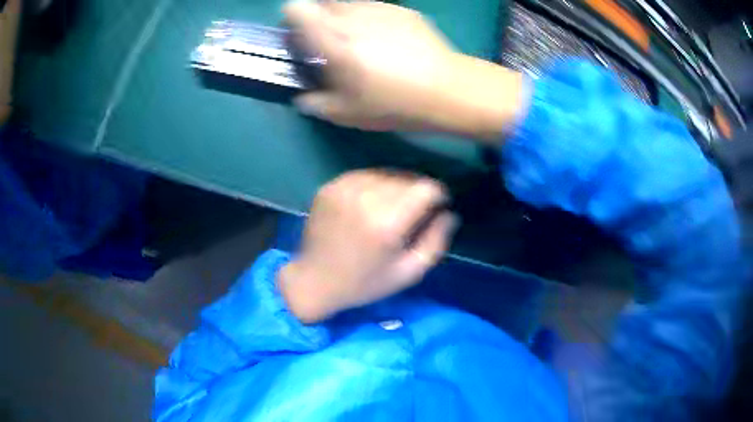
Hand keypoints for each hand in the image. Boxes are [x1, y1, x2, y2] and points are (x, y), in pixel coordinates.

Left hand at [278, 170, 457, 322]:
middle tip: (412, 214)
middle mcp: (365, 198)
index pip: (427, 188)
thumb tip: (449, 213)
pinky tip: (369, 205)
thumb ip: (436, 241)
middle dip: (417, 193)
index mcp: (387, 223)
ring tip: (390, 209)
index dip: (438, 195)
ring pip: (387, 173)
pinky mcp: (331, 186)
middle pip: (408, 178)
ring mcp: (344, 188)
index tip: (436, 208)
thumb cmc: (365, 282)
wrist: (314, 280)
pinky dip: (374, 186)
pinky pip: (365, 175)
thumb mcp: (409, 273)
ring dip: (396, 188)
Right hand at [284, 0, 454, 130]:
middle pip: (321, 2)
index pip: (298, 10)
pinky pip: (374, 7)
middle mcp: (353, 18)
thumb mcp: (348, 114)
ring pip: (348, 3)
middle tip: (329, 40)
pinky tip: (385, 39)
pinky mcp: (402, 10)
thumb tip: (303, 98)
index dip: (292, 18)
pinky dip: (370, 18)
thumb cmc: (394, 104)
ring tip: (359, 40)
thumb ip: (317, 103)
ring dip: (344, 17)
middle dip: (318, 18)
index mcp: (334, 41)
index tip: (298, 33)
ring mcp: (380, 9)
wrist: (447, 90)